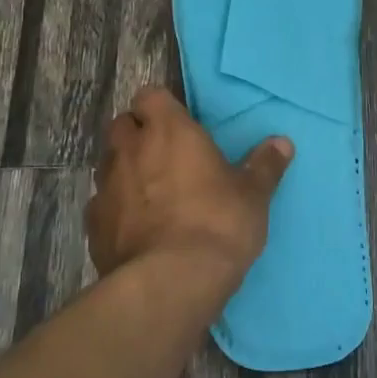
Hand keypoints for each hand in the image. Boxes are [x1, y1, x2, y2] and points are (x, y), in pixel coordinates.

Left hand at [86, 86, 292, 301]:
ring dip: (125, 170)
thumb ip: (264, 165)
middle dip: (137, 134)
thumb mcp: (253, 195)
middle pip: (122, 124)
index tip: (177, 123)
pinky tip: (135, 229)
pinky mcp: (93, 225)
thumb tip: (282, 143)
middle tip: (163, 155)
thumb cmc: (218, 224)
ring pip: (109, 163)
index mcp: (169, 130)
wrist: (171, 282)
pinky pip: (101, 204)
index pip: (150, 95)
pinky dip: (115, 209)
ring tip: (149, 193)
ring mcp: (106, 186)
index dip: (160, 107)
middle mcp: (131, 149)